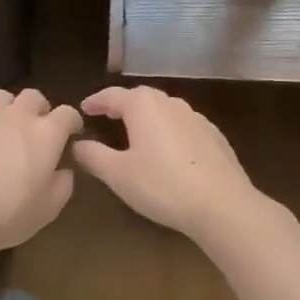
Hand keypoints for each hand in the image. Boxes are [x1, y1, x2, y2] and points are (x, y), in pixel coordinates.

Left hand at [0, 88, 81, 256]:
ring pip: (4, 98)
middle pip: (34, 96)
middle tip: (37, 131)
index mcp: (45, 134)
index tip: (72, 134)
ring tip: (6, 131)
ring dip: (10, 110)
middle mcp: (17, 116)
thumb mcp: (47, 210)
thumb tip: (63, 170)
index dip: (72, 122)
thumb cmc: (5, 214)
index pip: (67, 113)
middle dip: (40, 110)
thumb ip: (63, 185)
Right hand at [72, 85, 264, 241]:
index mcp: (144, 106)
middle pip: (142, 97)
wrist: (222, 204)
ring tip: (136, 132)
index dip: (96, 101)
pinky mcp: (214, 136)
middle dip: (122, 105)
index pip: (113, 95)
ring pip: (165, 110)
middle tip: (107, 116)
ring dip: (147, 117)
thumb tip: (77, 144)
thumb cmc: (162, 185)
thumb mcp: (118, 174)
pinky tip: (168, 150)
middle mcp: (171, 103)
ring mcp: (197, 118)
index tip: (83, 108)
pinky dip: (169, 131)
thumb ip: (93, 156)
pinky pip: (183, 125)